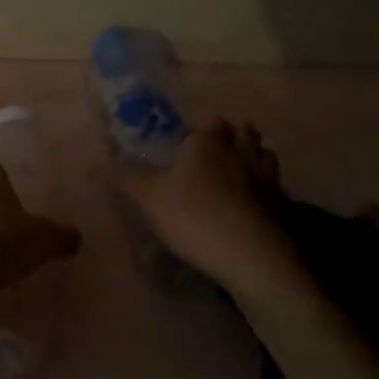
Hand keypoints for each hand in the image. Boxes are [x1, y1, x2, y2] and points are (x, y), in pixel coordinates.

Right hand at [116, 118, 294, 291]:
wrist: (251, 255)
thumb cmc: (193, 217)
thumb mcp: (147, 198)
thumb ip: (122, 177)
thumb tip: (95, 158)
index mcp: (208, 143)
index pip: (211, 122)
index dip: (202, 130)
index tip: (190, 144)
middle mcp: (241, 151)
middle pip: (244, 132)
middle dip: (233, 137)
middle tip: (216, 154)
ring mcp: (267, 177)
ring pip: (265, 154)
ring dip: (254, 157)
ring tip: (239, 173)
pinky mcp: (283, 204)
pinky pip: (275, 185)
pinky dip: (266, 188)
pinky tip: (254, 204)